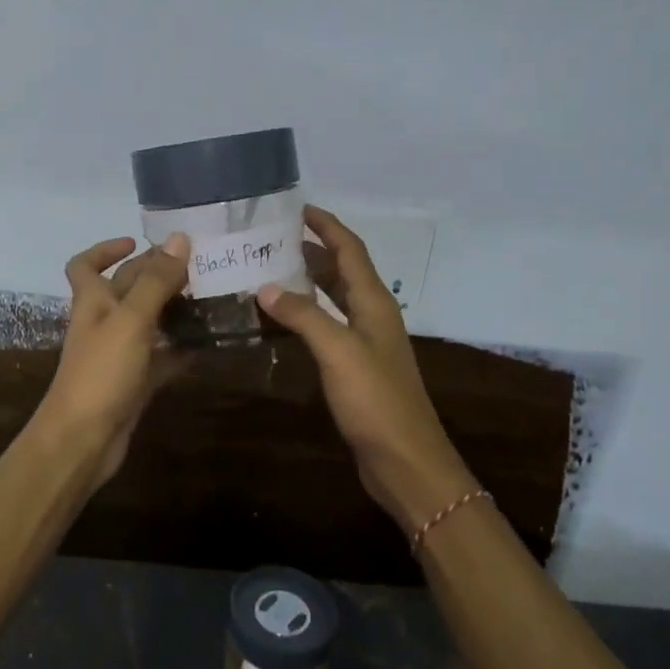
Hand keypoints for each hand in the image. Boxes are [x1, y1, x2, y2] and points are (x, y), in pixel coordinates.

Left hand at [36, 234, 190, 487]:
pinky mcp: (135, 383)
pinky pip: (161, 358)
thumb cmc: (101, 372)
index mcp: (92, 301)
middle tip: (197, 266)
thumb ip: (156, 281)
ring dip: (173, 310)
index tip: (137, 242)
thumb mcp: (131, 320)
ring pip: (148, 323)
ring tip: (210, 298)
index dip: (106, 249)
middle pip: (127, 289)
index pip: (85, 265)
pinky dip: (180, 349)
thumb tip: (179, 238)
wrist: (83, 440)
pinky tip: (208, 342)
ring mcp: (119, 355)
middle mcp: (103, 323)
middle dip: (156, 275)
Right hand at [257, 206, 468, 529]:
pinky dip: (304, 315)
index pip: (350, 250)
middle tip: (270, 240)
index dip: (326, 226)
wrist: (404, 460)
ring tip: (267, 271)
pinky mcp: (355, 367)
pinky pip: (327, 327)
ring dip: (306, 282)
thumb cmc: (375, 400)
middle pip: (342, 270)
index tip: (296, 208)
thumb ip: (303, 315)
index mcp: (374, 302)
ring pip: (334, 299)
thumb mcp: (338, 351)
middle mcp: (372, 315)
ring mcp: (365, 342)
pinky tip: (279, 321)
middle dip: (311, 250)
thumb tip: (265, 287)